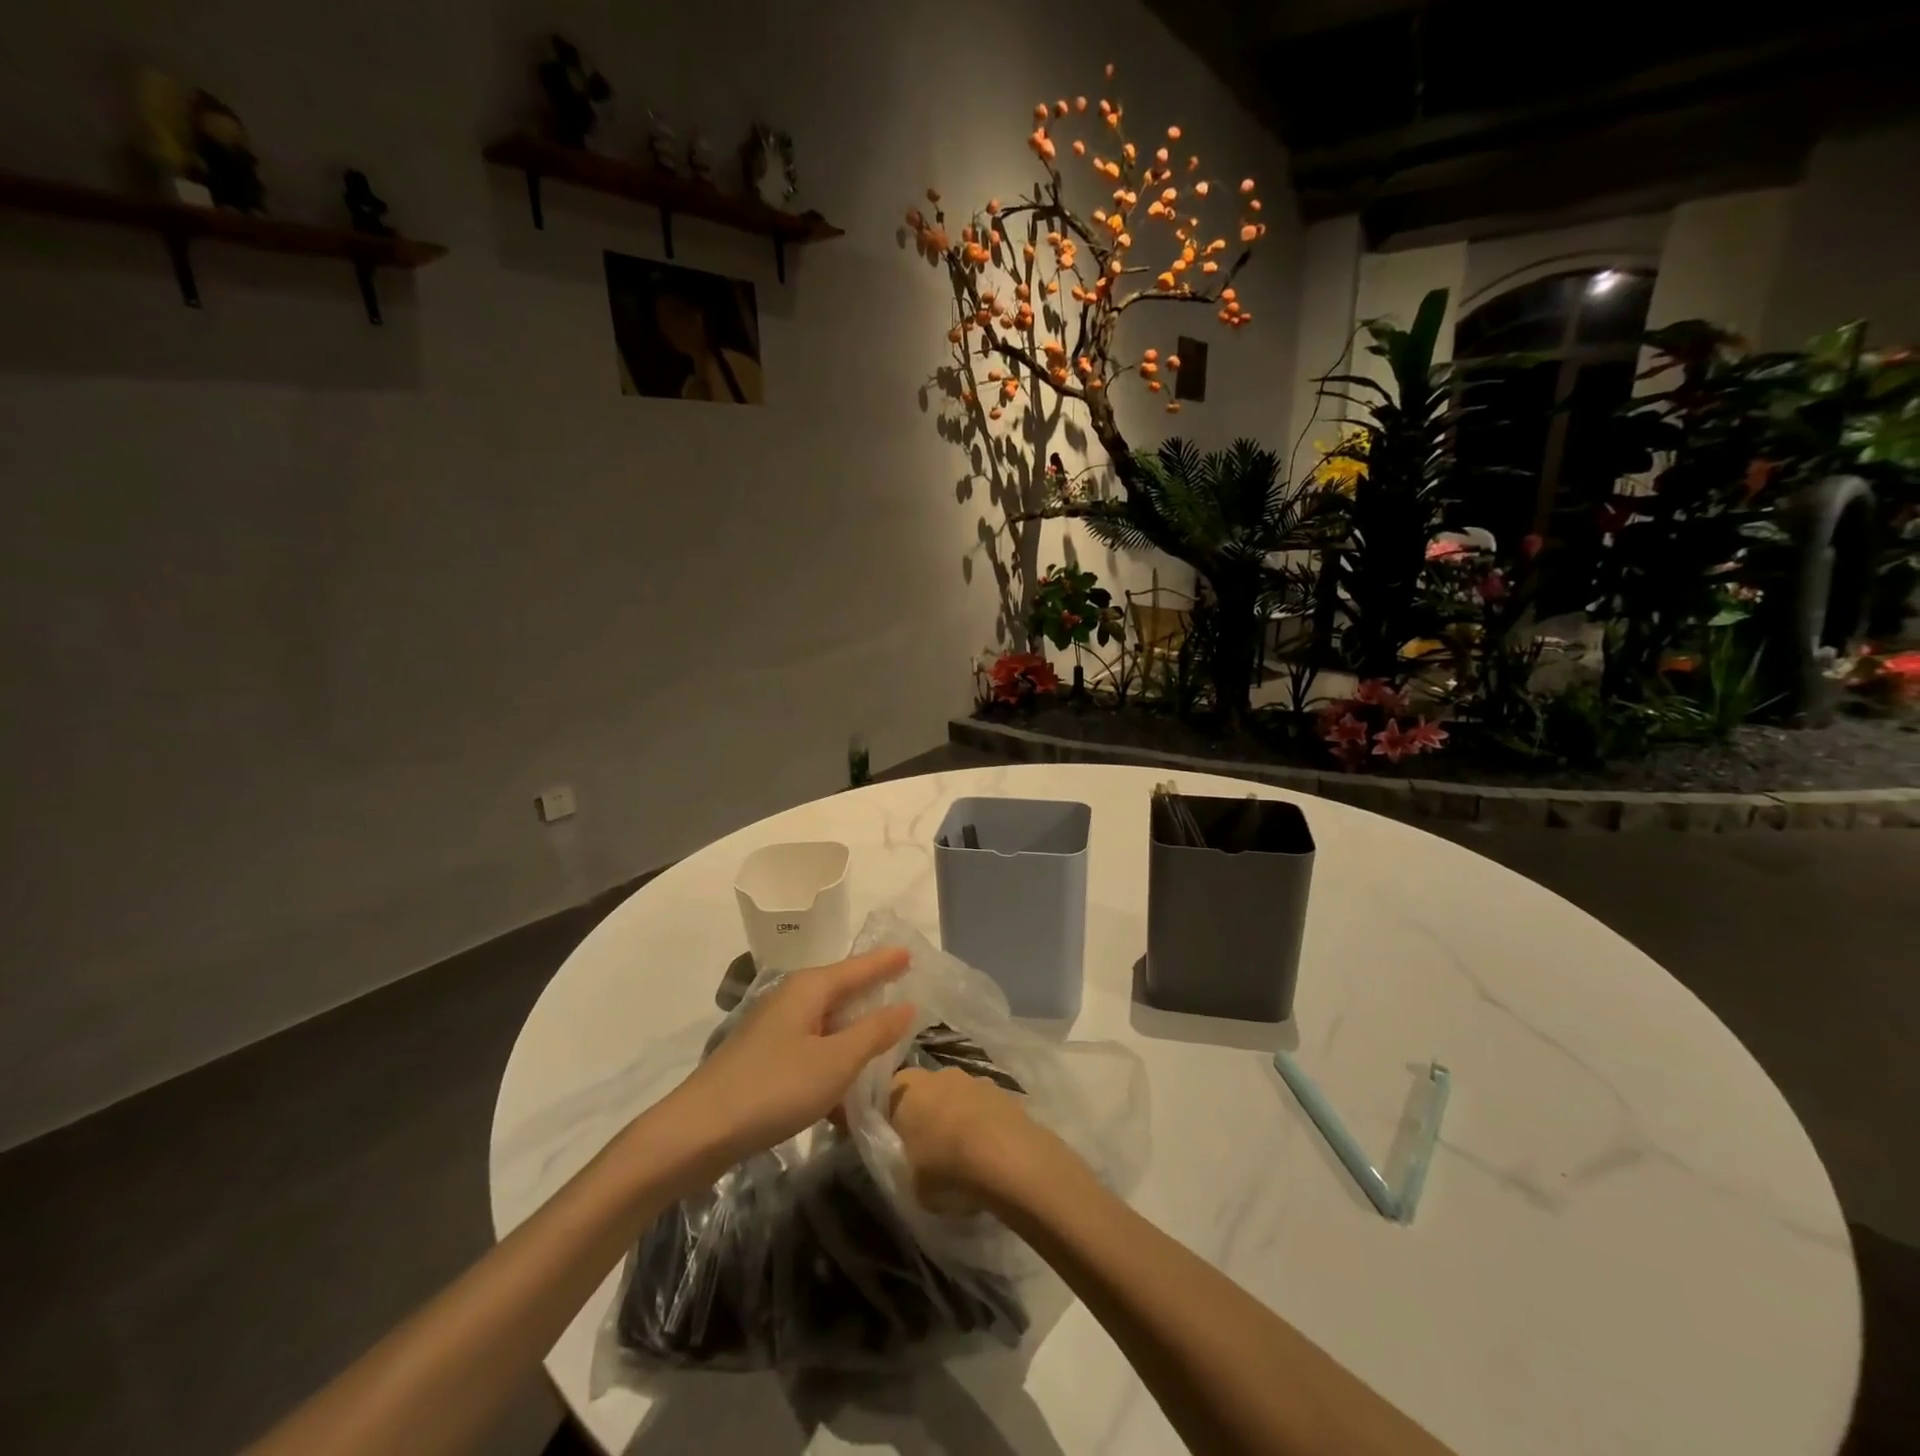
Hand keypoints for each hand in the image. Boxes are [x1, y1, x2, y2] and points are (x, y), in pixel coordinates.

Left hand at [668, 947, 915, 1165]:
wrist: (698, 1132)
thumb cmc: (774, 1088)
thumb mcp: (836, 1062)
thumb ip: (874, 1032)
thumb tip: (906, 1005)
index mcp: (810, 988)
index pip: (859, 967)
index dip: (886, 962)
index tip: (911, 952)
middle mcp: (792, 998)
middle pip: (842, 988)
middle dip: (872, 990)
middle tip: (906, 988)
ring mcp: (775, 1028)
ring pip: (827, 1020)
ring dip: (855, 1029)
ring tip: (886, 1035)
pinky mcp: (764, 1057)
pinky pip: (812, 1045)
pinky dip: (834, 1055)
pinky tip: (847, 1082)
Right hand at [887, 1065, 1057, 1210]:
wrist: (1005, 1156)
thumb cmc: (947, 1167)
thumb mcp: (912, 1182)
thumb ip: (908, 1166)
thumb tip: (916, 1166)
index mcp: (908, 1089)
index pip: (890, 1092)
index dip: (893, 1116)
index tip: (897, 1140)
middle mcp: (939, 1074)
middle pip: (928, 1090)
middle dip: (929, 1112)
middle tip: (930, 1147)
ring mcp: (974, 1079)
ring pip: (958, 1095)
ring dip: (959, 1115)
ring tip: (964, 1153)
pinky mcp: (1003, 1091)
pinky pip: (985, 1106)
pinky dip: (985, 1123)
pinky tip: (989, 1152)